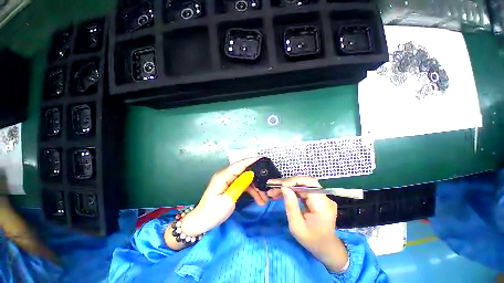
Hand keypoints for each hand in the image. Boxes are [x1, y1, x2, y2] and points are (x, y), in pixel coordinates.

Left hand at [165, 157, 268, 249]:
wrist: (200, 222)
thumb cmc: (211, 213)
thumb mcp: (227, 200)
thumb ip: (239, 186)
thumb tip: (251, 174)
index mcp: (223, 176)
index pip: (239, 165)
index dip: (252, 161)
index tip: (264, 159)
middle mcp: (226, 175)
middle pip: (245, 171)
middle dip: (257, 177)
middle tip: (268, 184)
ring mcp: (229, 180)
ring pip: (246, 179)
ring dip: (256, 187)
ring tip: (265, 198)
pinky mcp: (231, 186)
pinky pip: (244, 185)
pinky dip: (252, 191)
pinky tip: (259, 199)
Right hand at [267, 177, 348, 272]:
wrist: (326, 247)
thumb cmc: (311, 241)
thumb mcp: (297, 227)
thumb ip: (291, 206)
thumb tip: (284, 188)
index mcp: (323, 206)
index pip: (309, 184)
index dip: (293, 182)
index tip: (278, 185)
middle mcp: (325, 198)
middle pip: (305, 182)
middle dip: (287, 183)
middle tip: (273, 187)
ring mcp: (322, 197)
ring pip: (303, 184)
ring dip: (288, 186)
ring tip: (274, 191)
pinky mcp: (318, 197)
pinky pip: (303, 189)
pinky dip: (292, 190)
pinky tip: (282, 193)